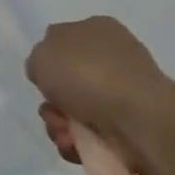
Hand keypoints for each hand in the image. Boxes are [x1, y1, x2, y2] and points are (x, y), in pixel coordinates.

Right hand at [25, 16, 172, 171]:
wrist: (136, 117)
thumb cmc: (86, 74)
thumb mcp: (41, 54)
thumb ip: (38, 60)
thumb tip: (49, 73)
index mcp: (97, 30)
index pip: (64, 42)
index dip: (47, 63)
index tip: (41, 78)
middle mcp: (113, 59)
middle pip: (66, 84)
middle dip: (52, 103)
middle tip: (52, 111)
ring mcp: (124, 94)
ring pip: (75, 113)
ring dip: (59, 126)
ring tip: (65, 133)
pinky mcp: (131, 127)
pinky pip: (91, 136)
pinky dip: (78, 143)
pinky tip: (76, 144)